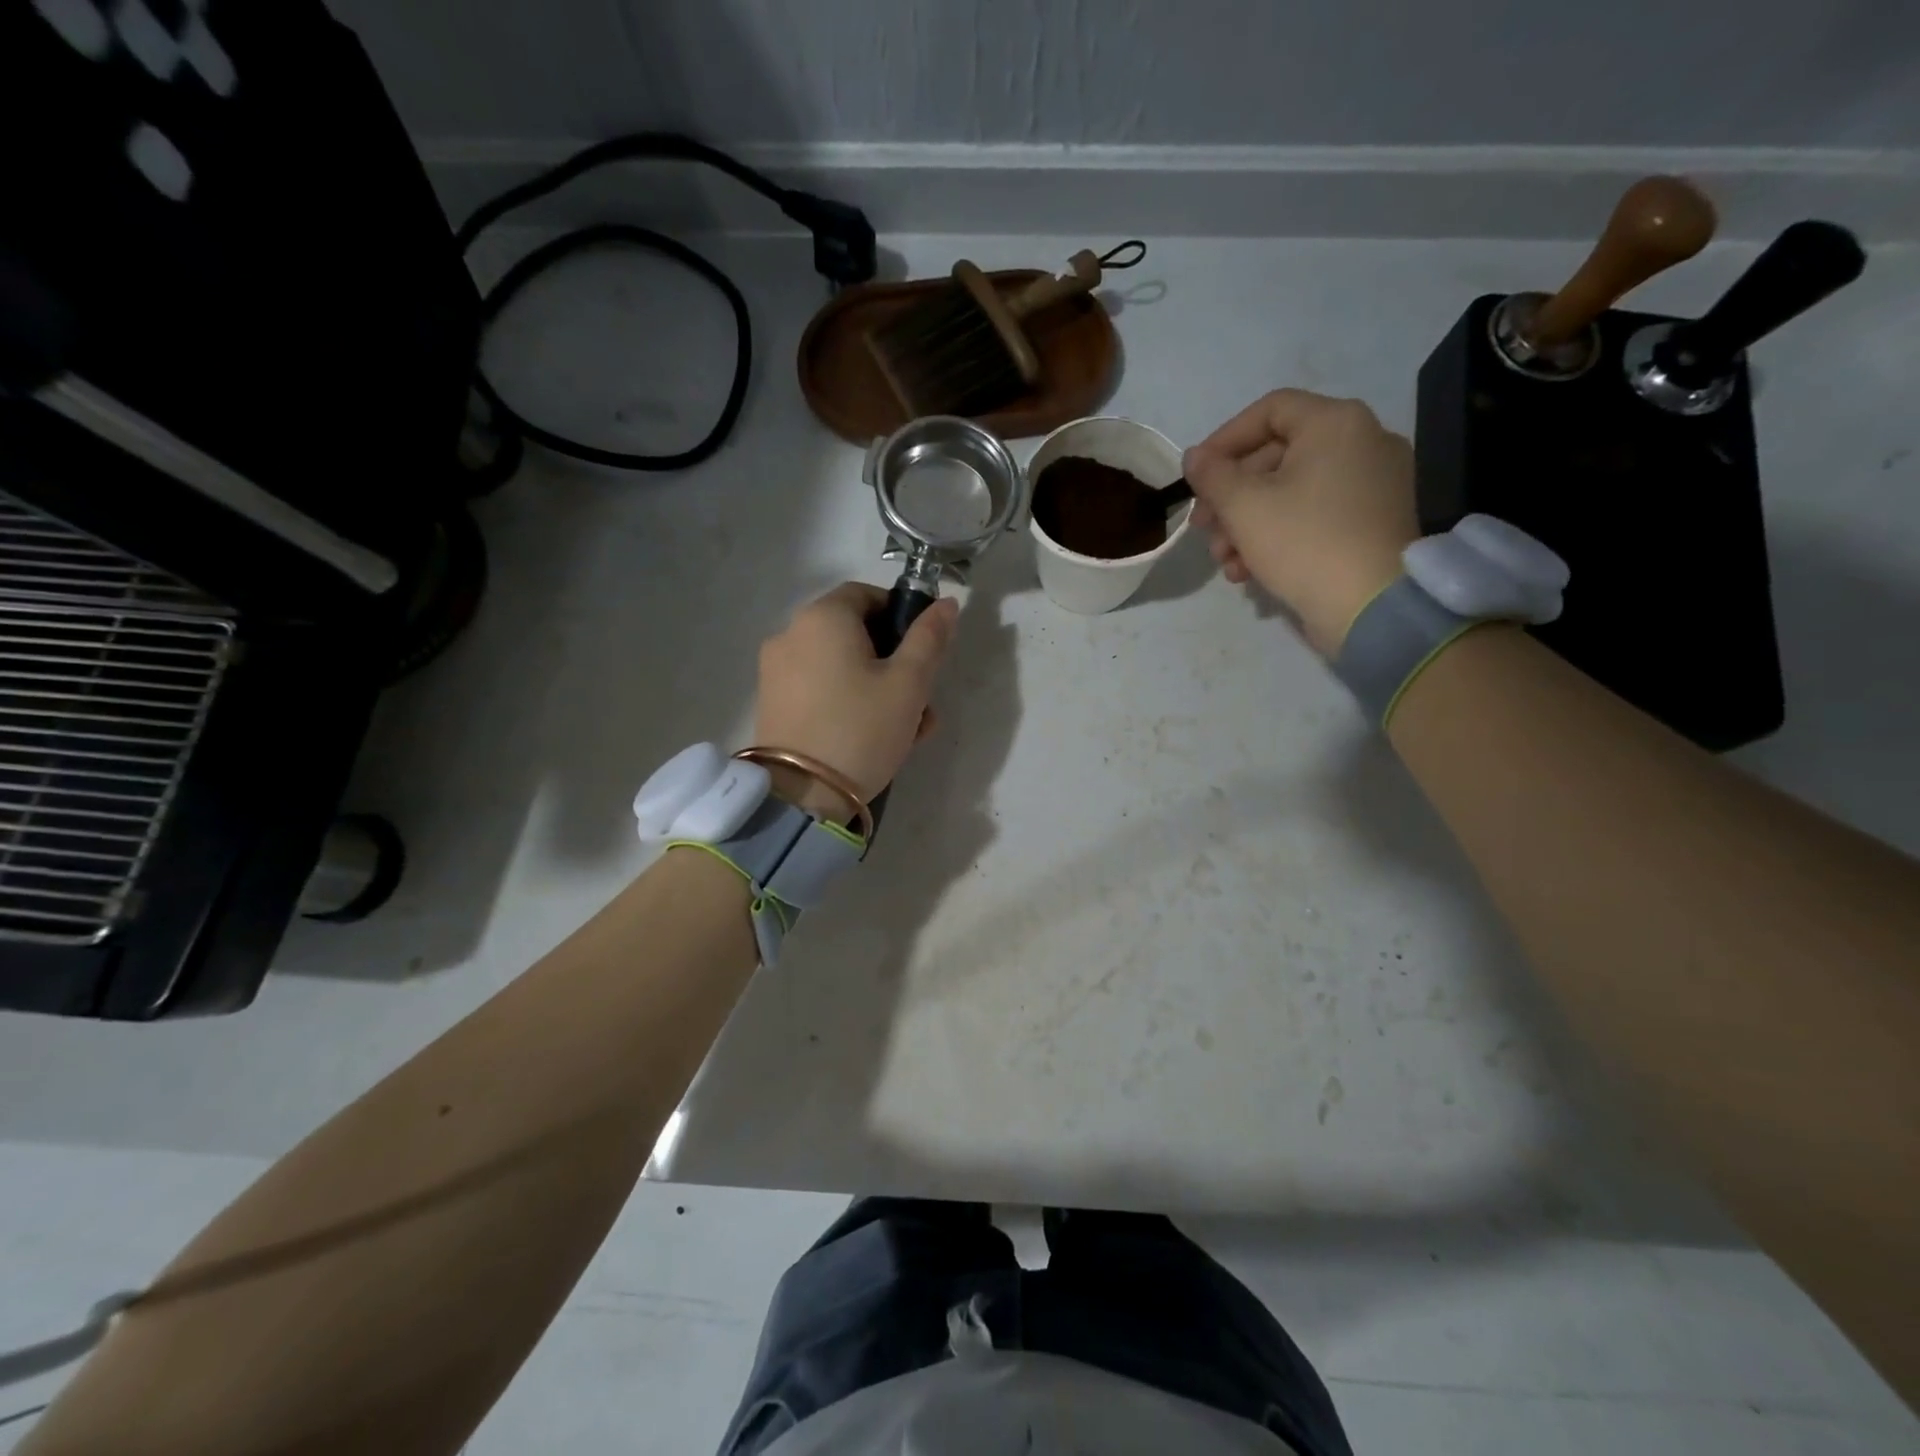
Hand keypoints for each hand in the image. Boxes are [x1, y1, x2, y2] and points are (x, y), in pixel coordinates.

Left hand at [754, 582, 958, 805]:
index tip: (924, 652)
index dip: (901, 615)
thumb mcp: (909, 683)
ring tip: (907, 730)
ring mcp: (776, 670)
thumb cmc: (862, 728)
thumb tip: (946, 603)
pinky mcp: (772, 703)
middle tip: (922, 700)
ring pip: (840, 665)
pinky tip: (873, 738)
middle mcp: (791, 634)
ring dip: (877, 687)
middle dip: (894, 661)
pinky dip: (847, 702)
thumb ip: (929, 638)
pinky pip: (819, 689)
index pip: (867, 594)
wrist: (801, 796)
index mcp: (823, 617)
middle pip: (854, 633)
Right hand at [1185, 390, 1419, 655]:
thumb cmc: (1303, 542)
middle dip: (1230, 496)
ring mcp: (1373, 484)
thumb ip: (1212, 475)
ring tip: (1225, 560)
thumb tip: (1194, 457)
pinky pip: (1315, 515)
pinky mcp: (1372, 523)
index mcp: (1336, 423)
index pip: (1269, 410)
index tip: (1196, 476)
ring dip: (1247, 523)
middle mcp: (1362, 442)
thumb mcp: (1243, 506)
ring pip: (1291, 492)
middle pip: (1277, 456)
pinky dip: (1279, 535)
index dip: (1224, 440)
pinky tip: (1250, 571)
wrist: (1371, 606)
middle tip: (1203, 528)